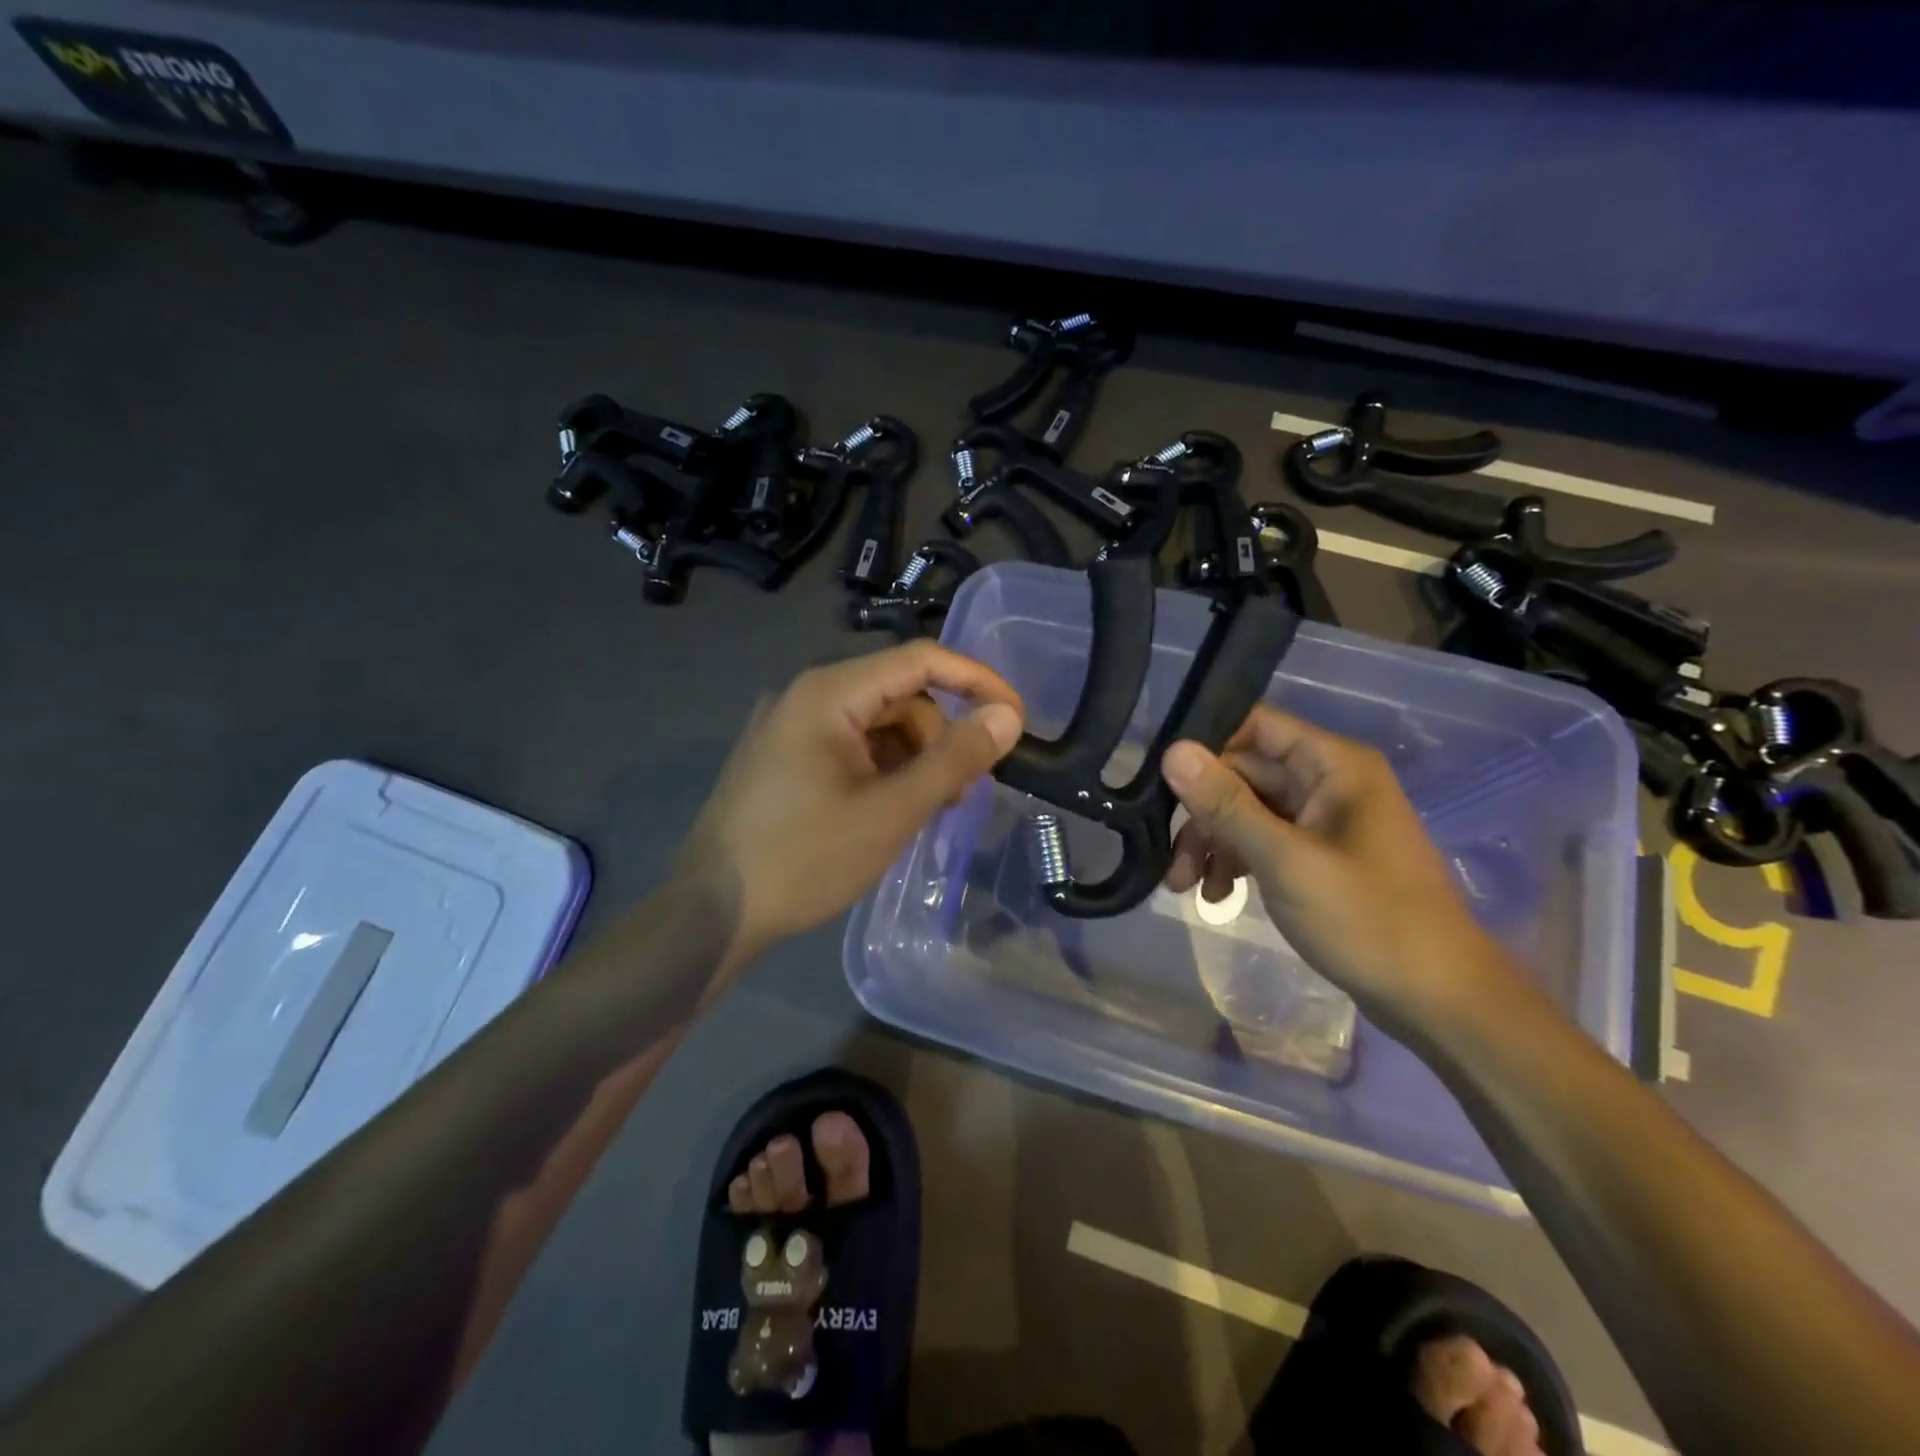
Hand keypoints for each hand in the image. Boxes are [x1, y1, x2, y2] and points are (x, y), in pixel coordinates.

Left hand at [678, 640, 1024, 967]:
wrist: (712, 912)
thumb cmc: (805, 858)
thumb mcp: (892, 811)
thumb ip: (954, 759)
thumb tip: (1007, 715)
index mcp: (829, 693)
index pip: (920, 659)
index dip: (976, 681)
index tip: (1015, 718)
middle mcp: (807, 696)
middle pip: (899, 695)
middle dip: (938, 737)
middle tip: (958, 793)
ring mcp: (791, 728)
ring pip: (877, 726)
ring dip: (912, 759)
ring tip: (925, 811)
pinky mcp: (785, 759)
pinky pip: (851, 749)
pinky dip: (882, 772)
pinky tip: (889, 812)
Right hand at [1161, 704, 1514, 1034]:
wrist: (1438, 1000)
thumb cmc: (1368, 920)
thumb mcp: (1285, 860)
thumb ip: (1226, 804)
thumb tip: (1172, 750)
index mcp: (1333, 765)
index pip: (1255, 725)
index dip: (1206, 747)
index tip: (1161, 781)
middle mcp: (1328, 782)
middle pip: (1244, 773)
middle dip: (1202, 812)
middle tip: (1169, 856)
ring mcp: (1324, 820)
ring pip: (1248, 810)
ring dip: (1212, 842)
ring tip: (1185, 886)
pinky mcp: (1319, 855)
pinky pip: (1263, 841)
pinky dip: (1235, 862)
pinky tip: (1217, 896)